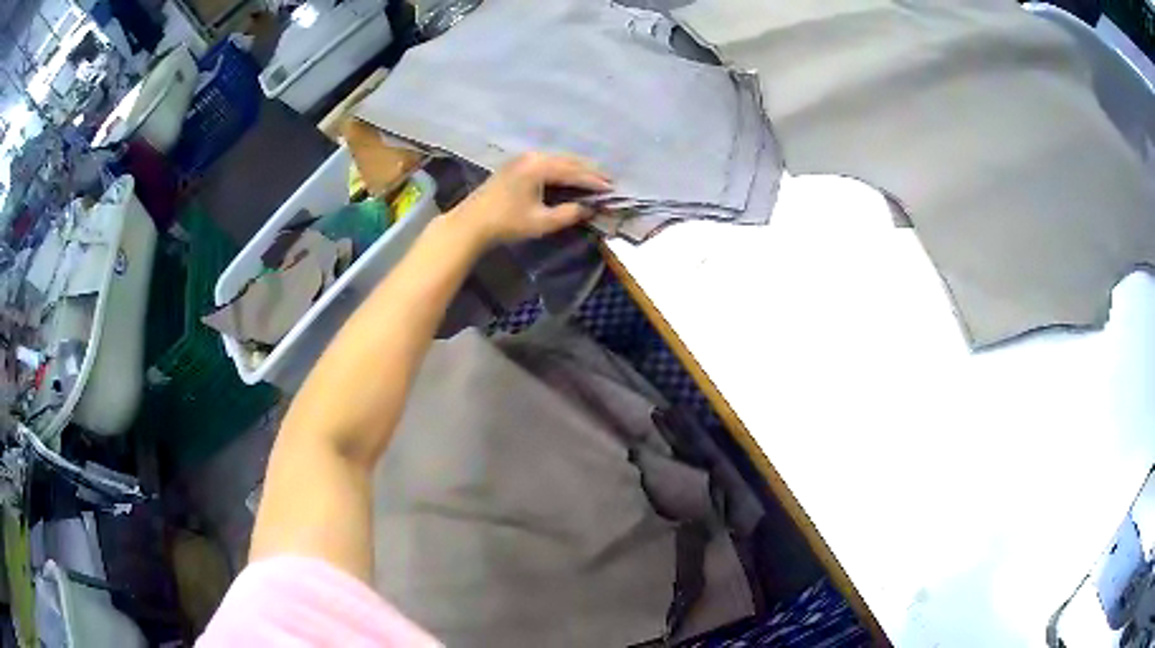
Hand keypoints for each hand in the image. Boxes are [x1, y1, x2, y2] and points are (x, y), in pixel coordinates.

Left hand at [447, 152, 612, 245]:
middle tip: (609, 180)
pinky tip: (569, 175)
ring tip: (594, 177)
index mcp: (539, 167)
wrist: (471, 223)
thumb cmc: (506, 223)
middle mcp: (533, 157)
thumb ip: (568, 214)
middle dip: (589, 171)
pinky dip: (562, 167)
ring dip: (577, 168)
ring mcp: (523, 158)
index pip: (574, 172)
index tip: (612, 189)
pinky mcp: (516, 165)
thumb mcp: (541, 222)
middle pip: (568, 160)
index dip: (594, 181)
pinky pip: (547, 161)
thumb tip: (590, 209)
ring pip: (558, 159)